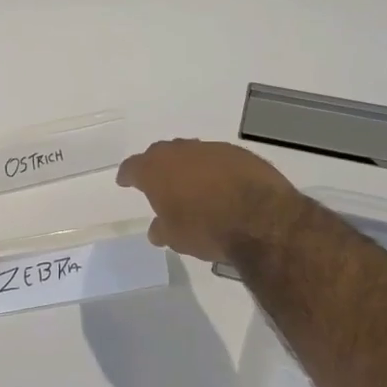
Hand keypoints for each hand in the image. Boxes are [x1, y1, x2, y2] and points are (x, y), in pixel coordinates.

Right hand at [116, 139, 307, 263]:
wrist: (260, 218)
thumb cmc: (206, 229)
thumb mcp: (176, 238)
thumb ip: (162, 229)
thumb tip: (157, 229)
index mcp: (155, 170)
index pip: (133, 167)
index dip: (128, 175)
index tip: (125, 181)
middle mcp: (179, 152)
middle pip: (161, 154)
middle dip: (158, 166)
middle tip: (159, 182)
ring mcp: (210, 149)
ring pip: (191, 153)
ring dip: (189, 167)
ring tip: (193, 186)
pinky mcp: (238, 153)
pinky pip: (218, 159)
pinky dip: (215, 170)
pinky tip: (221, 186)